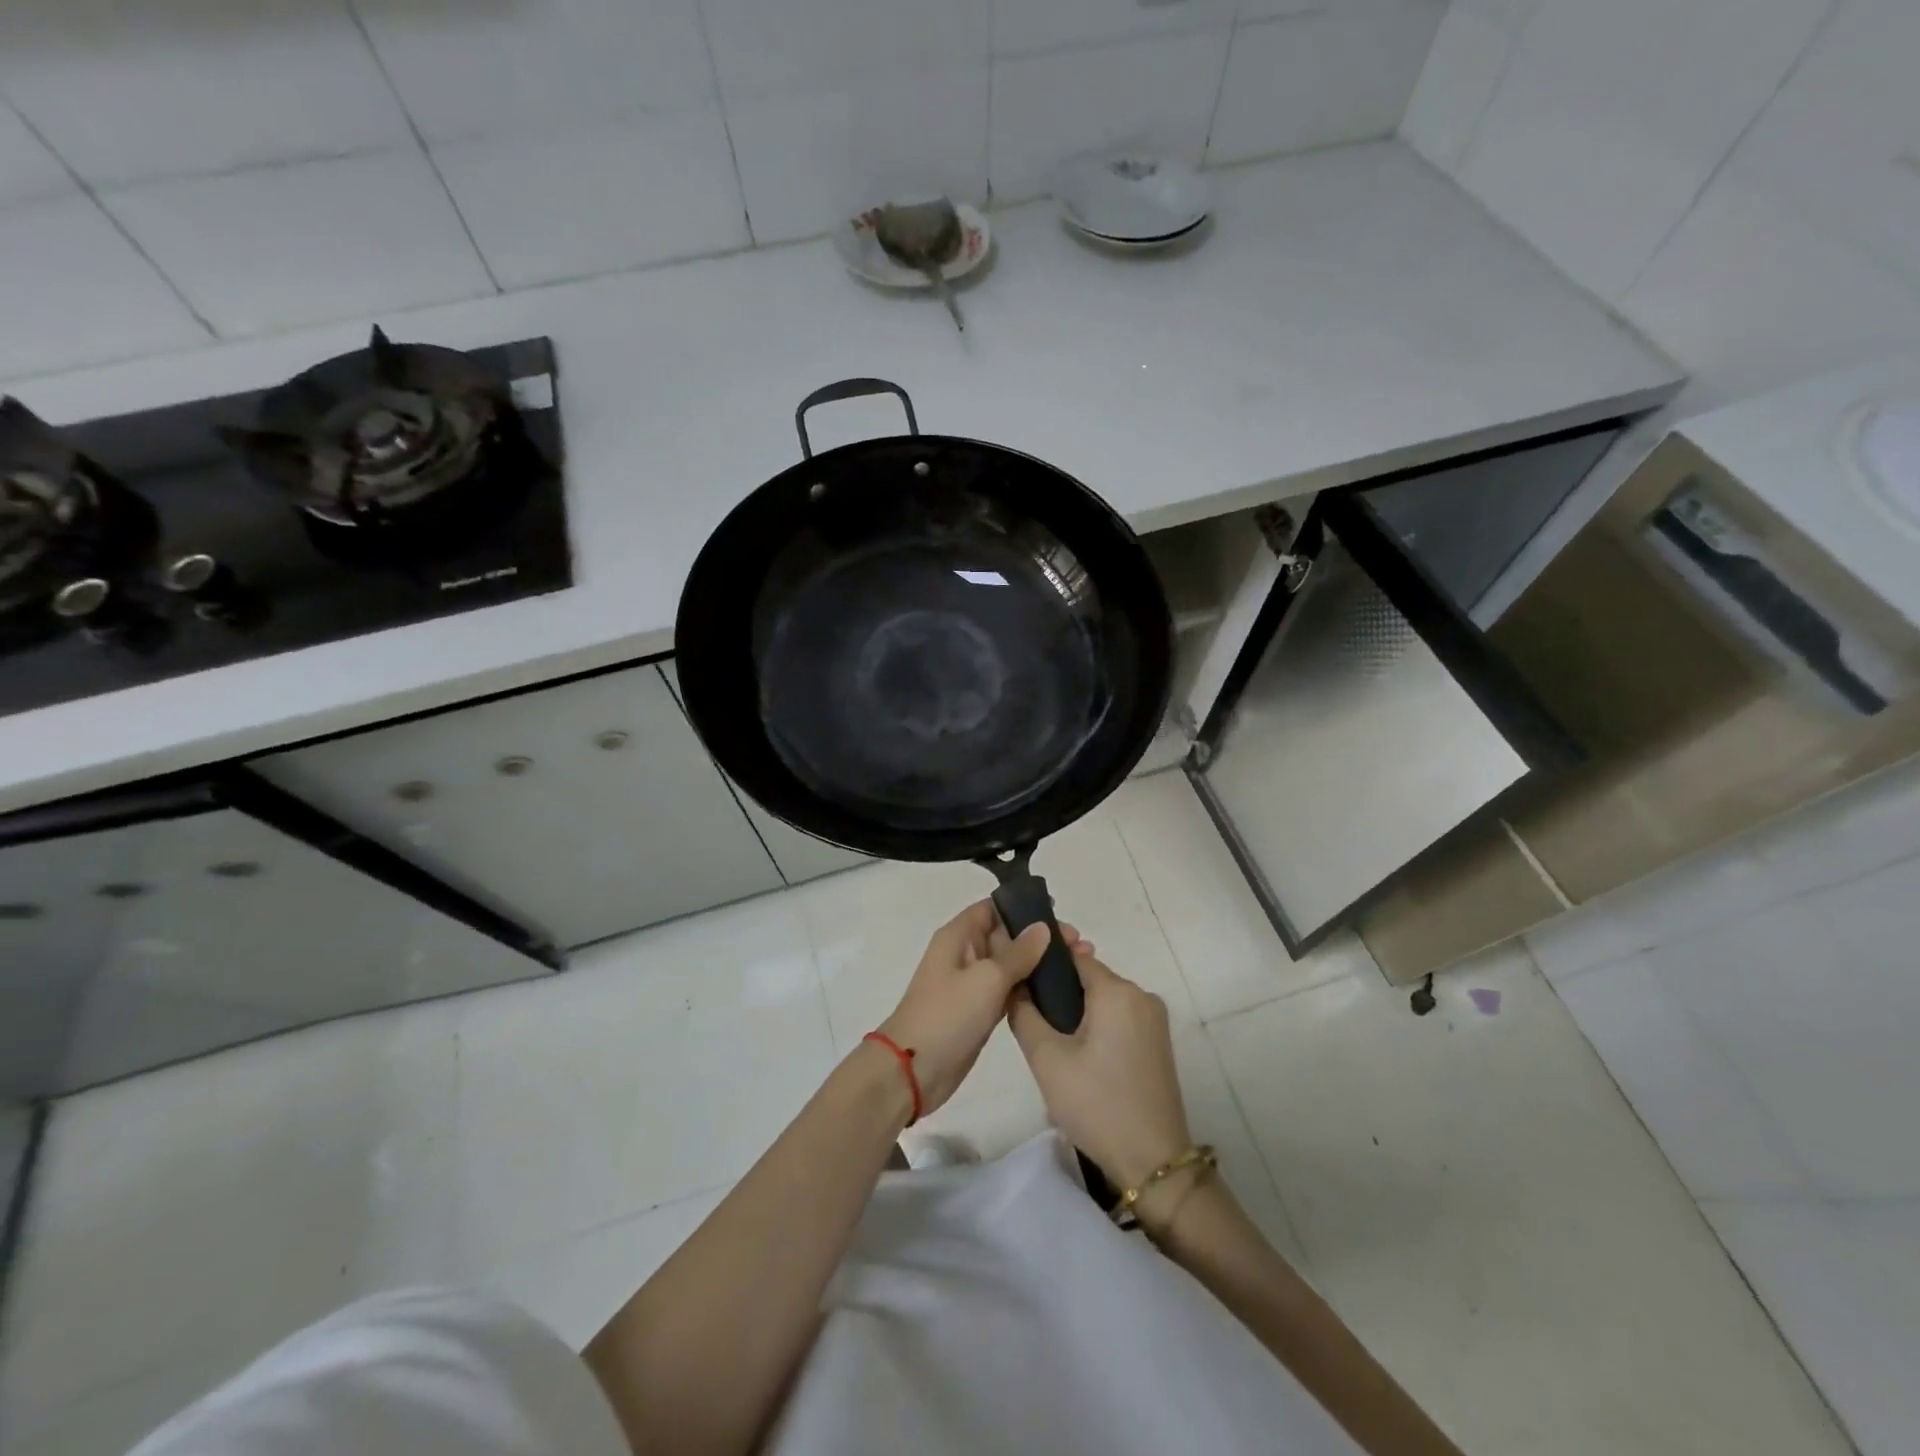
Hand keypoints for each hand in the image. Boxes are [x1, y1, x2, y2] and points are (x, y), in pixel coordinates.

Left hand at [877, 903, 1090, 1114]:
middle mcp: (965, 954)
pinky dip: (1030, 988)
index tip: (1060, 914)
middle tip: (1081, 945)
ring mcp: (972, 984)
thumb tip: (1042, 927)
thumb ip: (1018, 953)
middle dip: (1041, 937)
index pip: (994, 908)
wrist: (913, 1069)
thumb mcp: (987, 978)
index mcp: (959, 935)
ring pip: (1011, 964)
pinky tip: (1059, 992)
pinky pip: (1009, 990)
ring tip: (1080, 965)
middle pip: (1007, 935)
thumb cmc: (947, 1014)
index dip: (1024, 907)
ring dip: (1040, 964)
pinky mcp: (979, 1011)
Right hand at [1009, 951, 1191, 1189]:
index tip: (1020, 984)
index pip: (1073, 958)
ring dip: (1078, 1013)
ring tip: (1053, 1046)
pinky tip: (1079, 1057)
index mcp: (1118, 990)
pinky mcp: (1158, 1042)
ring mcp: (1155, 1019)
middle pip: (1090, 979)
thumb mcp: (1047, 1059)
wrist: (1153, 1162)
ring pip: (1104, 1001)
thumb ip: (1024, 1014)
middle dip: (1060, 994)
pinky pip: (1119, 1019)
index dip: (1044, 967)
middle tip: (1033, 1024)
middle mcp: (1142, 995)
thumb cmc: (1097, 1104)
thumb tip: (1015, 986)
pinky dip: (1097, 1027)